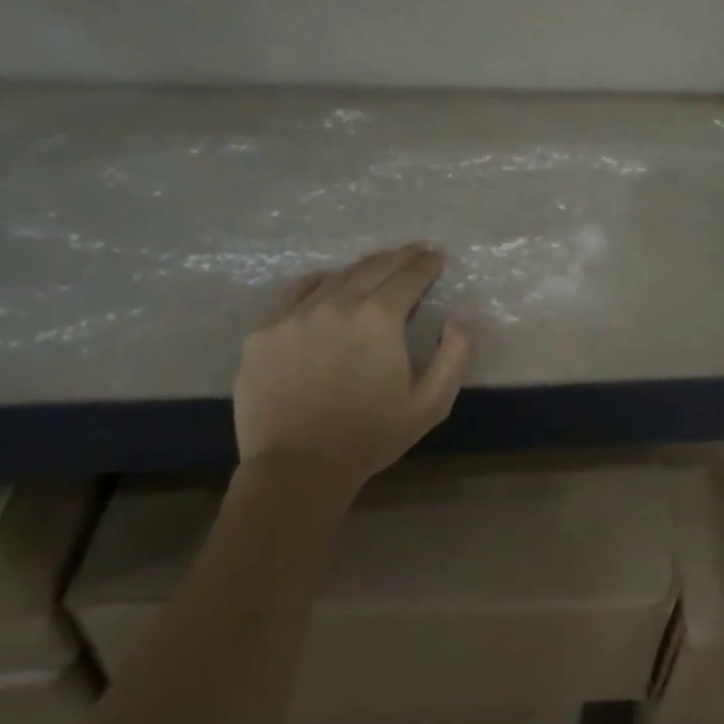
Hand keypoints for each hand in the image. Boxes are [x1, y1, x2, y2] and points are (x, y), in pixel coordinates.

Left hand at [232, 245, 472, 483]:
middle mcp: (336, 304)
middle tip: (414, 253)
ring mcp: (294, 315)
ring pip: (335, 277)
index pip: (409, 274)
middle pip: (373, 267)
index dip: (427, 262)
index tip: (436, 257)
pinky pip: (297, 293)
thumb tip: (459, 315)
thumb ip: (455, 354)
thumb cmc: (371, 437)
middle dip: (399, 257)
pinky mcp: (264, 331)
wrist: (297, 470)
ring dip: (362, 270)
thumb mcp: (431, 404)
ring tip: (376, 272)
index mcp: (379, 318)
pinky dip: (321, 284)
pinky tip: (328, 289)